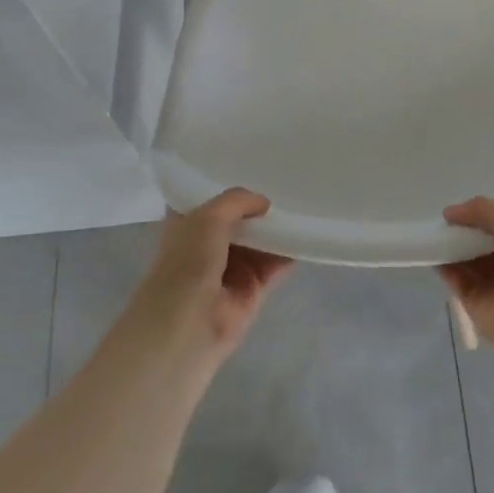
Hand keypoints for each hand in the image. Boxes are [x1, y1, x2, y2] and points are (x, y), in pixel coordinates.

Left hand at [139, 189, 291, 357]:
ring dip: (278, 228)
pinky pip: (276, 264)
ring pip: (260, 240)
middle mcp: (208, 243)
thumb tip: (264, 203)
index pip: (209, 198)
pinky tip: (307, 234)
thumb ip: (237, 201)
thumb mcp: (207, 216)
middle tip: (289, 183)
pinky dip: (290, 251)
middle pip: (240, 219)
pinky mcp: (252, 289)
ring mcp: (231, 267)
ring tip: (304, 204)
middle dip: (260, 206)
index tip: (256, 168)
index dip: (229, 184)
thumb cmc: (187, 262)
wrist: (186, 324)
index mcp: (187, 224)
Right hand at [438, 197, 493, 364]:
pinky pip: (458, 283)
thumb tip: (449, 213)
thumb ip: (481, 209)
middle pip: (482, 244)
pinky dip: (446, 270)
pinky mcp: (478, 307)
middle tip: (441, 221)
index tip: (459, 208)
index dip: (482, 215)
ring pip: (468, 263)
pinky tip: (433, 255)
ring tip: (431, 234)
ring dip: (451, 249)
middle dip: (463, 232)